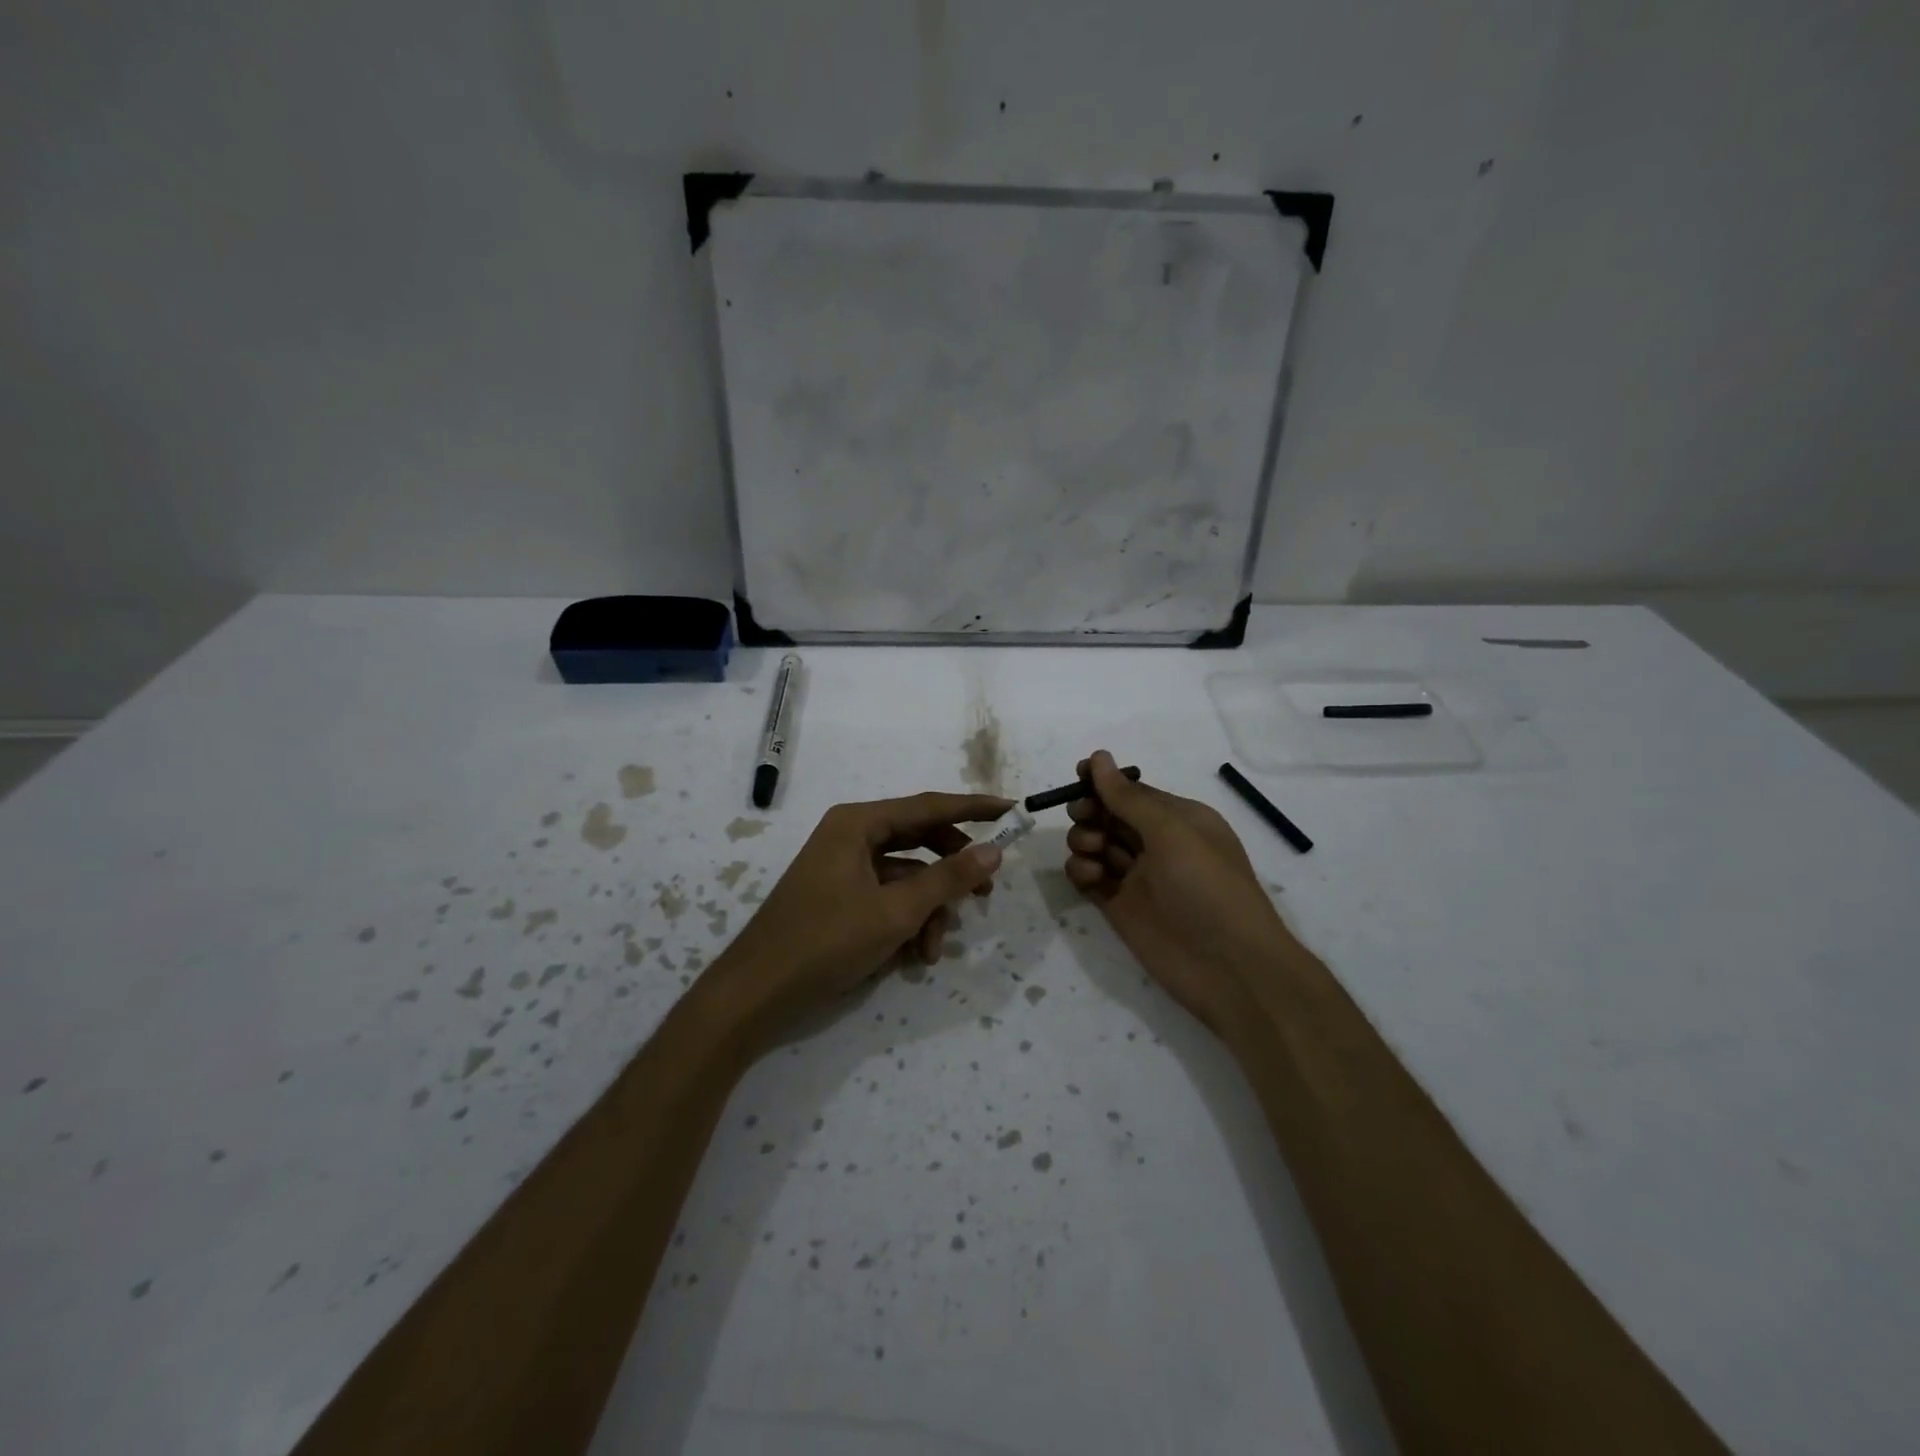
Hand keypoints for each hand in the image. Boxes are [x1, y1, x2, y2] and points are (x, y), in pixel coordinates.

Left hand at [716, 791, 1011, 1034]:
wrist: (756, 993)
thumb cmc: (826, 941)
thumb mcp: (896, 912)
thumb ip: (949, 878)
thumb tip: (994, 850)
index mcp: (858, 823)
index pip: (929, 805)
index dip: (974, 808)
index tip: (1012, 810)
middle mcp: (850, 835)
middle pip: (919, 841)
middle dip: (951, 872)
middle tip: (986, 893)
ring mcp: (842, 867)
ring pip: (905, 876)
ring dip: (927, 909)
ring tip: (933, 950)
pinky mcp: (838, 897)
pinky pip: (885, 897)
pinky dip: (904, 921)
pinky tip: (912, 957)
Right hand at [1064, 751, 1292, 1034]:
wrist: (1229, 968)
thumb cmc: (1208, 887)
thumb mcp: (1172, 832)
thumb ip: (1129, 798)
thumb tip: (1099, 757)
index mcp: (1179, 819)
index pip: (1132, 791)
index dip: (1103, 781)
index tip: (1077, 775)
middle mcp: (1157, 843)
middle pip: (1109, 815)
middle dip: (1091, 810)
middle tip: (1083, 817)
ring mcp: (1137, 876)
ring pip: (1096, 844)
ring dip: (1084, 840)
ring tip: (1092, 852)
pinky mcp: (1119, 906)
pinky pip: (1089, 877)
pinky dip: (1082, 871)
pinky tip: (1090, 878)